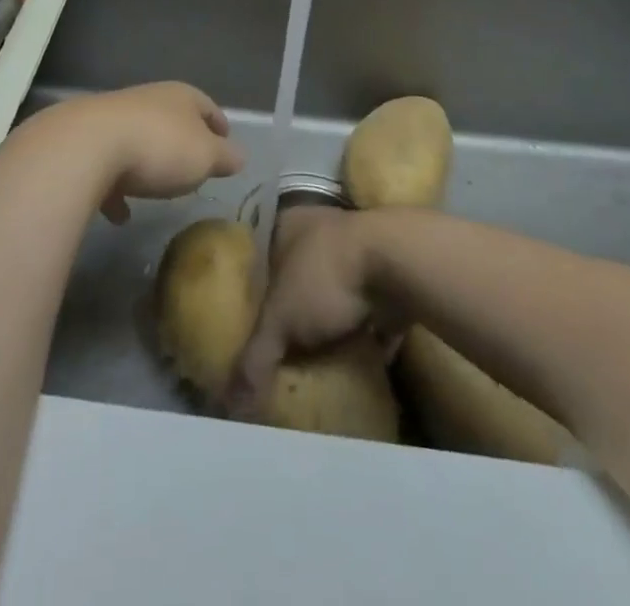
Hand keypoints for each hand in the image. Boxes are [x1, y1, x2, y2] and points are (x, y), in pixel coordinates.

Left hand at [33, 82, 244, 223]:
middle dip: (182, 143)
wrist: (87, 147)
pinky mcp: (86, 143)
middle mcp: (147, 100)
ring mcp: (113, 119)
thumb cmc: (159, 147)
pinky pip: (108, 167)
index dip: (219, 125)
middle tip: (194, 169)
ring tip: (157, 190)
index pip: (206, 105)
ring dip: (147, 164)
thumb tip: (239, 156)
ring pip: (138, 140)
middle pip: (171, 120)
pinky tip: (120, 215)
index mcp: (180, 97)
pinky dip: (117, 188)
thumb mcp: (205, 157)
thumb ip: (225, 157)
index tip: (226, 144)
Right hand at [228, 206, 385, 416]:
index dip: (255, 293)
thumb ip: (256, 356)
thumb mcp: (281, 318)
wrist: (398, 263)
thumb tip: (231, 404)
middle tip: (284, 349)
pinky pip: (372, 311)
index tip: (251, 326)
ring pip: (336, 291)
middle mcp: (320, 229)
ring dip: (332, 323)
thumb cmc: (326, 276)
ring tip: (318, 361)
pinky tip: (360, 365)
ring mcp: (359, 249)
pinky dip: (367, 335)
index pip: (261, 259)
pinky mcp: (391, 275)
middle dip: (295, 310)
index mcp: (287, 225)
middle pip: (298, 276)